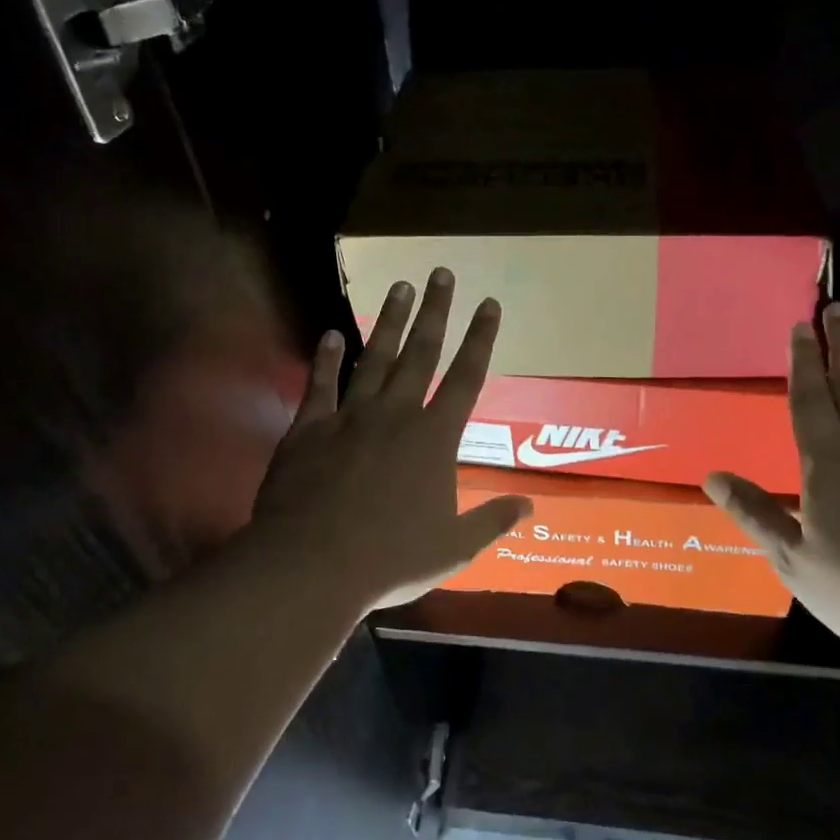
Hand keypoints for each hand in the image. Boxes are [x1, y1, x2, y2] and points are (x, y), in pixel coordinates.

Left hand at [244, 268, 531, 614]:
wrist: (311, 566)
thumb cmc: (391, 558)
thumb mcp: (454, 548)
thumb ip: (493, 521)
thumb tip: (530, 505)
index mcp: (434, 438)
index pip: (465, 377)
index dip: (480, 339)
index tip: (489, 304)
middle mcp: (395, 415)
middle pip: (421, 353)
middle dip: (436, 311)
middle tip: (441, 272)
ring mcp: (350, 417)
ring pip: (375, 358)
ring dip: (390, 321)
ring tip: (400, 286)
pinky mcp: (309, 429)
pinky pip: (320, 384)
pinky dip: (326, 358)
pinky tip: (330, 333)